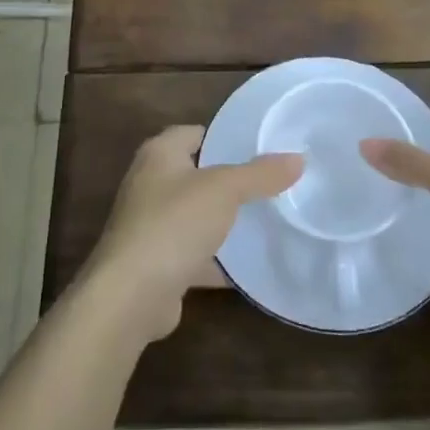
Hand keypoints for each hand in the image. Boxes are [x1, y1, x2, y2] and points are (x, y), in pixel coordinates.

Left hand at [84, 125, 302, 340]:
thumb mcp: (224, 190)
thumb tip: (298, 158)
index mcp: (159, 154)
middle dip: (230, 181)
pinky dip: (218, 261)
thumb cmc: (173, 224)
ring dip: (224, 222)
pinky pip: (195, 255)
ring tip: (267, 221)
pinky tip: (249, 267)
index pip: (195, 133)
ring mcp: (150, 226)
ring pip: (196, 217)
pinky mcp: (157, 265)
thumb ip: (260, 174)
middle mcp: (150, 184)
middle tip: (271, 183)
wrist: (130, 296)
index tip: (261, 147)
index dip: (225, 137)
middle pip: (197, 175)